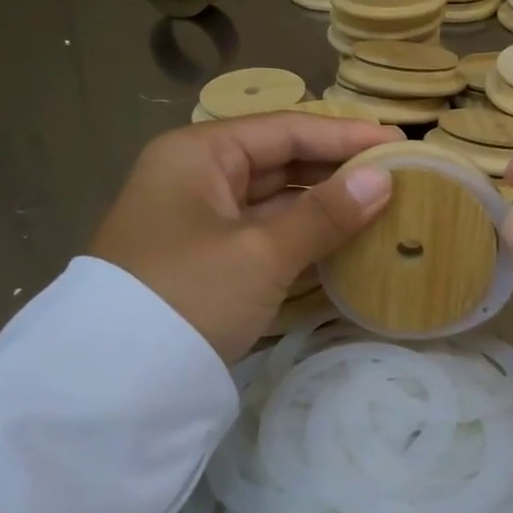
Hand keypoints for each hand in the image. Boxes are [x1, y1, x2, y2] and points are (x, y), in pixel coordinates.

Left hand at [89, 113, 402, 361]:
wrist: (113, 383)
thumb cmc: (189, 295)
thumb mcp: (261, 253)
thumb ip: (325, 213)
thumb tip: (384, 178)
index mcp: (199, 154)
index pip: (285, 129)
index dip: (345, 134)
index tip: (399, 142)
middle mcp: (196, 175)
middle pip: (279, 158)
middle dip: (336, 167)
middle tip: (397, 173)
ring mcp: (199, 218)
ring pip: (274, 197)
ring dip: (323, 201)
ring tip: (381, 203)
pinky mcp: (207, 256)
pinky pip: (264, 230)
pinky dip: (302, 232)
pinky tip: (343, 237)